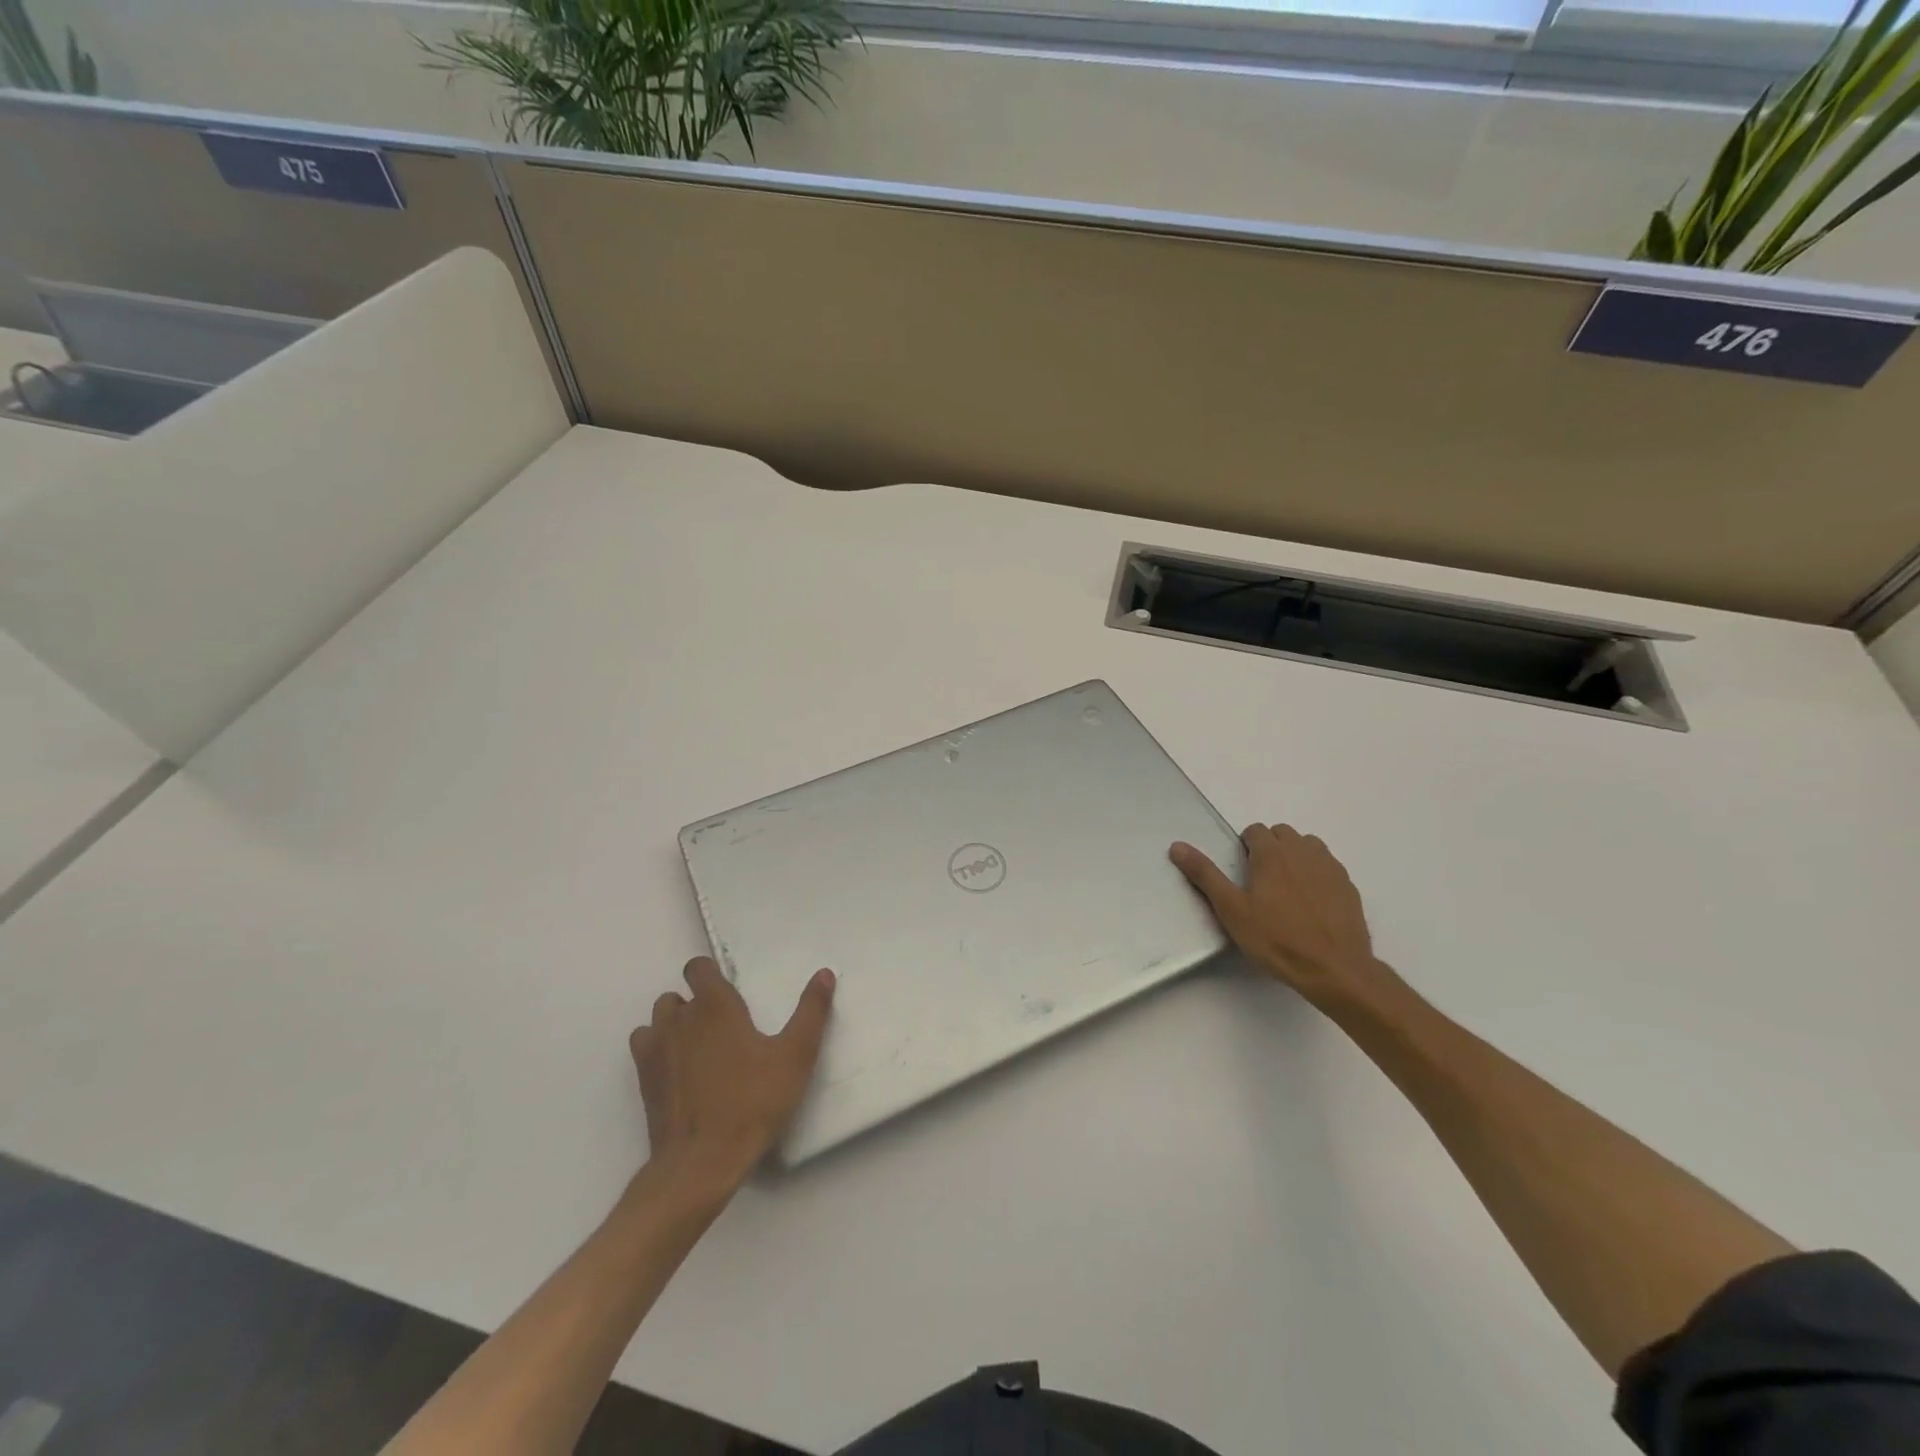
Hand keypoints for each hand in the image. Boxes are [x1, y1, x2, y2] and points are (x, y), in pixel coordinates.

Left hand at [629, 958, 835, 1194]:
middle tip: (724, 1027)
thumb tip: (824, 973)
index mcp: (715, 1006)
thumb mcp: (795, 1056)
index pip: (698, 968)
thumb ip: (811, 1011)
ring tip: (700, 1046)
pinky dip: (658, 1049)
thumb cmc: (752, 1102)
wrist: (701, 1162)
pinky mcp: (643, 1080)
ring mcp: (656, 1049)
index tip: (730, 991)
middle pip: (678, 994)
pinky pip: (644, 1048)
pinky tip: (679, 1069)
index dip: (710, 973)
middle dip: (696, 1003)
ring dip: (674, 1024)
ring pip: (658, 1019)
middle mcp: (680, 1019)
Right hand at [1170, 824, 1397, 1011]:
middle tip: (1261, 882)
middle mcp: (1302, 851)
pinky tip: (1312, 903)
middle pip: (1282, 833)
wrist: (1334, 969)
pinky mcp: (1348, 886)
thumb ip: (1205, 874)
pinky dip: (1317, 874)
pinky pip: (1328, 866)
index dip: (1246, 847)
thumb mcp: (1231, 909)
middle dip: (1270, 848)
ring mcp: (1330, 867)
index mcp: (1272, 853)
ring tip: (1287, 889)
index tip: (1243, 873)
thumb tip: (1177, 846)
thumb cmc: (1276, 939)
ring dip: (1295, 856)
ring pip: (1308, 846)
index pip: (1255, 830)